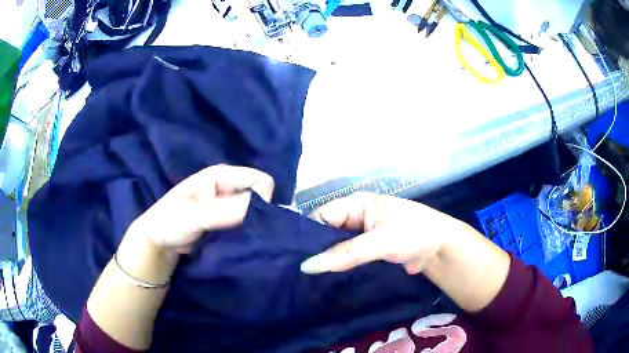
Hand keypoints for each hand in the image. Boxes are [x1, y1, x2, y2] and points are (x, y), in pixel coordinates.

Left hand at [132, 164, 274, 254]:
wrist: (158, 242)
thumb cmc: (169, 222)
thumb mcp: (193, 216)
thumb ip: (223, 212)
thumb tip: (260, 211)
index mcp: (221, 176)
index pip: (259, 180)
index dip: (262, 199)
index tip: (253, 222)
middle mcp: (229, 188)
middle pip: (260, 198)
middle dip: (259, 216)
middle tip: (248, 236)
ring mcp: (230, 207)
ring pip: (256, 215)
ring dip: (253, 229)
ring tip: (243, 242)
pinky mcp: (229, 224)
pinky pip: (248, 228)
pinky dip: (247, 236)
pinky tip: (240, 246)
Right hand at [300, 193, 467, 274]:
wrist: (440, 248)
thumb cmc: (412, 233)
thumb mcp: (379, 241)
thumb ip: (344, 254)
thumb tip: (307, 266)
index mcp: (355, 204)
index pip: (321, 216)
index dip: (305, 234)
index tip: (289, 256)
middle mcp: (354, 217)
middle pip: (325, 232)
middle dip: (313, 249)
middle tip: (293, 270)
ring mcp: (361, 235)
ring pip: (335, 247)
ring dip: (325, 260)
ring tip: (303, 278)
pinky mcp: (367, 251)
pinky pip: (347, 258)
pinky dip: (338, 267)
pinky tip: (324, 280)